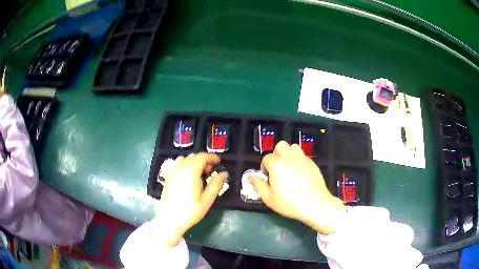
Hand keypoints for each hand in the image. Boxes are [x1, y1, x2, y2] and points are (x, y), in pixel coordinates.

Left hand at [153, 153, 227, 246]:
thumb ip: (216, 184)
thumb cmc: (190, 211)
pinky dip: (185, 165)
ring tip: (199, 174)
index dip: (212, 157)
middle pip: (193, 157)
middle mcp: (180, 168)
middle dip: (204, 160)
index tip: (219, 162)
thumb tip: (223, 173)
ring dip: (193, 162)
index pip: (202, 157)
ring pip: (184, 159)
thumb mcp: (207, 199)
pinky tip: (188, 178)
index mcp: (190, 171)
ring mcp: (172, 172)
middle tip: (211, 171)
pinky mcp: (167, 178)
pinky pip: (177, 165)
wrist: (169, 220)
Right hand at [249, 141, 345, 234]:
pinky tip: (300, 173)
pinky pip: (303, 155)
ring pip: (293, 147)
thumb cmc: (290, 203)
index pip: (267, 158)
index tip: (267, 177)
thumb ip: (258, 185)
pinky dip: (299, 160)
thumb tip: (250, 176)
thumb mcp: (269, 198)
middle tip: (277, 169)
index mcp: (276, 164)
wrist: (315, 204)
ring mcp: (302, 159)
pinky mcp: (312, 163)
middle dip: (276, 154)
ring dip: (288, 154)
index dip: (264, 167)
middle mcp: (289, 157)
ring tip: (289, 168)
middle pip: (280, 146)